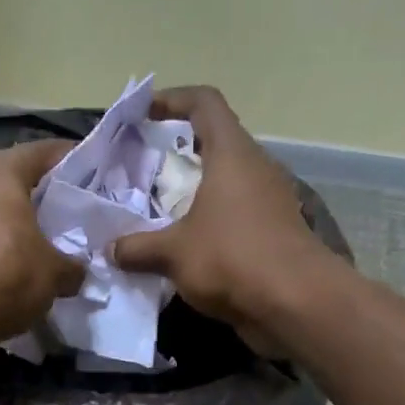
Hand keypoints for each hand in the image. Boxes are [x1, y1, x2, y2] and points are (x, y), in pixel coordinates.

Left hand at [0, 139, 84, 379]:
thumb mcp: (52, 273)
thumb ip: (71, 267)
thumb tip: (76, 272)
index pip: (46, 152)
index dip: (76, 163)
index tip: (100, 180)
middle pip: (17, 187)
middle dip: (47, 206)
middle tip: (79, 226)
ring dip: (20, 239)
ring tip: (52, 260)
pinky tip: (18, 288)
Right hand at [109, 86, 339, 353]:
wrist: (294, 304)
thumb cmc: (232, 258)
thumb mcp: (174, 253)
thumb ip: (138, 248)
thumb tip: (110, 250)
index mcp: (232, 154)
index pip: (205, 103)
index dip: (173, 100)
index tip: (145, 113)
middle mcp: (255, 169)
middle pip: (217, 144)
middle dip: (181, 155)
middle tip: (146, 173)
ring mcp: (270, 202)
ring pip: (227, 185)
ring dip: (196, 195)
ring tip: (161, 215)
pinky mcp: (275, 235)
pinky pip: (236, 218)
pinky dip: (212, 225)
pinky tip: (188, 250)